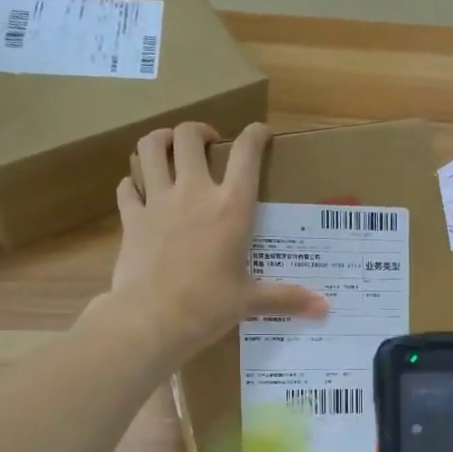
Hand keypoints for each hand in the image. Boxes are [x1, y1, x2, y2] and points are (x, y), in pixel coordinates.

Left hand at [111, 122, 327, 354]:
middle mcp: (194, 193)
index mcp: (231, 208)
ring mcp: (157, 201)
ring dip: (160, 141)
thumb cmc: (207, 307)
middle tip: (209, 144)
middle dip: (199, 131)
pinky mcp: (131, 218)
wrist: (151, 320)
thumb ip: (286, 298)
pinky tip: (140, 190)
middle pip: (189, 136)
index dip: (255, 135)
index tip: (261, 133)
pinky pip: (127, 186)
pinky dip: (133, 182)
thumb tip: (324, 309)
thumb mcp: (250, 301)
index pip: (246, 153)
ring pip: (150, 147)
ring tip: (169, 149)